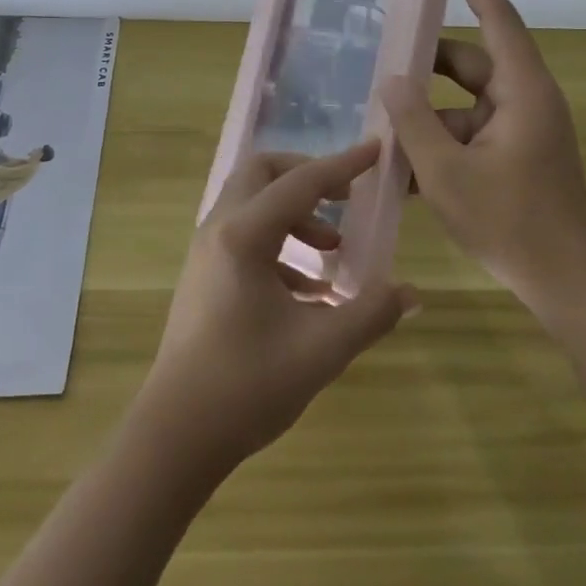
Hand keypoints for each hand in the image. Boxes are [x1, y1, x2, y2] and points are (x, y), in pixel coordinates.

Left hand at [132, 143, 417, 477]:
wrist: (175, 436)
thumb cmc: (246, 386)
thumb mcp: (321, 350)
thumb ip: (370, 313)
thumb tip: (410, 293)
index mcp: (244, 235)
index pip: (302, 182)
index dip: (343, 164)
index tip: (375, 150)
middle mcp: (220, 229)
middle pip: (263, 173)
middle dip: (307, 175)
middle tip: (345, 197)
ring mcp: (207, 251)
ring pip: (252, 202)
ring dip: (295, 212)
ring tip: (334, 248)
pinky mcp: (204, 275)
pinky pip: (245, 234)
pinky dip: (280, 243)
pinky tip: (310, 289)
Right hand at [382, 0, 585, 321]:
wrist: (567, 284)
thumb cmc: (511, 223)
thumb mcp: (446, 172)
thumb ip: (413, 122)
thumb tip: (392, 79)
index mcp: (523, 91)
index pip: (498, 19)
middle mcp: (525, 100)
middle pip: (470, 64)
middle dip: (426, 64)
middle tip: (380, 58)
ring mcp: (521, 130)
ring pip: (464, 103)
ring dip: (427, 114)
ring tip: (379, 123)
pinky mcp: (514, 155)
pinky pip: (470, 133)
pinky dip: (440, 142)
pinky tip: (400, 167)